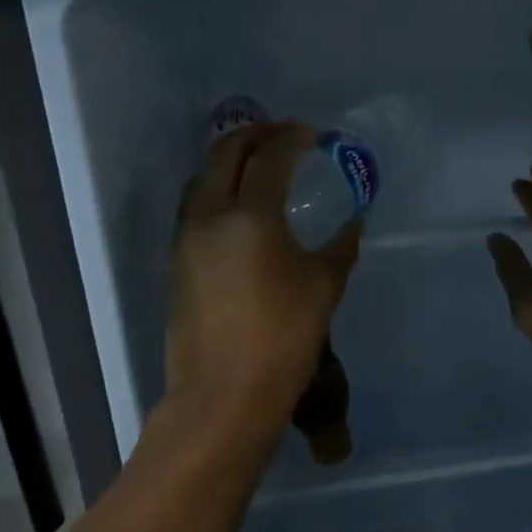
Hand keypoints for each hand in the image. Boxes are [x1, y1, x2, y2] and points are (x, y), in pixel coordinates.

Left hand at [168, 121, 360, 435]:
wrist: (221, 399)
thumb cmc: (282, 339)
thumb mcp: (323, 287)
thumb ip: (340, 246)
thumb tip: (354, 222)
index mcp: (250, 216)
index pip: (269, 157)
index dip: (292, 137)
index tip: (312, 133)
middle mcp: (210, 216)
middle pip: (225, 155)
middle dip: (255, 135)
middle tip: (283, 133)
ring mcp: (186, 240)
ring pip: (202, 178)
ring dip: (229, 159)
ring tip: (258, 162)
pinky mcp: (177, 263)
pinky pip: (195, 206)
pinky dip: (217, 188)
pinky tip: (240, 206)